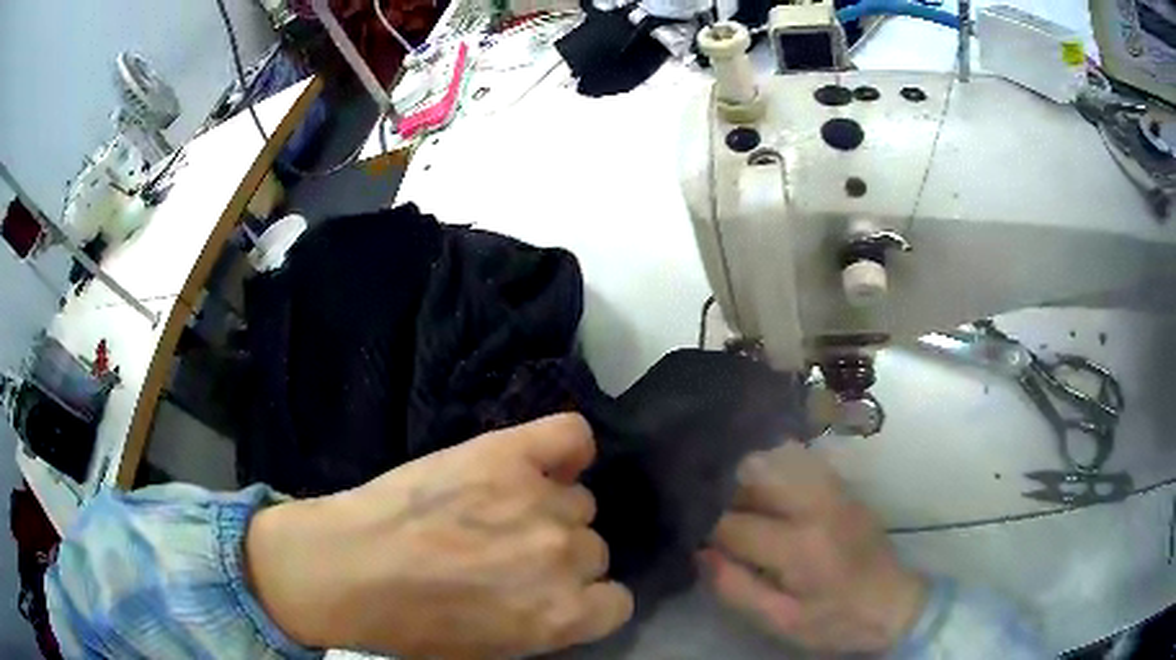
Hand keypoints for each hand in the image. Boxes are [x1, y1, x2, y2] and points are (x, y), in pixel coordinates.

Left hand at [245, 413, 633, 657]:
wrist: (351, 568)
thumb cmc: (413, 624)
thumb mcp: (493, 649)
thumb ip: (545, 623)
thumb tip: (563, 598)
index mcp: (563, 614)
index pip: (615, 602)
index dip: (586, 599)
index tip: (557, 594)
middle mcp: (565, 555)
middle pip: (593, 547)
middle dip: (558, 555)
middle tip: (510, 552)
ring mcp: (538, 498)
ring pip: (578, 500)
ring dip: (549, 508)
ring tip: (501, 509)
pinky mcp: (507, 454)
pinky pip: (572, 435)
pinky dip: (569, 447)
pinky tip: (544, 460)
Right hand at [701, 444, 926, 654]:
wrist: (892, 602)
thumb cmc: (834, 621)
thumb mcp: (781, 621)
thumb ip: (736, 588)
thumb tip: (701, 552)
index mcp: (800, 547)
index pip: (734, 524)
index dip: (706, 530)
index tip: (692, 537)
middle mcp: (816, 506)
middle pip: (753, 474)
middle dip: (723, 492)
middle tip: (709, 514)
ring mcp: (833, 490)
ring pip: (776, 458)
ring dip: (746, 475)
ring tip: (733, 500)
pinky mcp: (842, 486)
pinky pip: (799, 459)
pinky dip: (773, 465)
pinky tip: (763, 486)